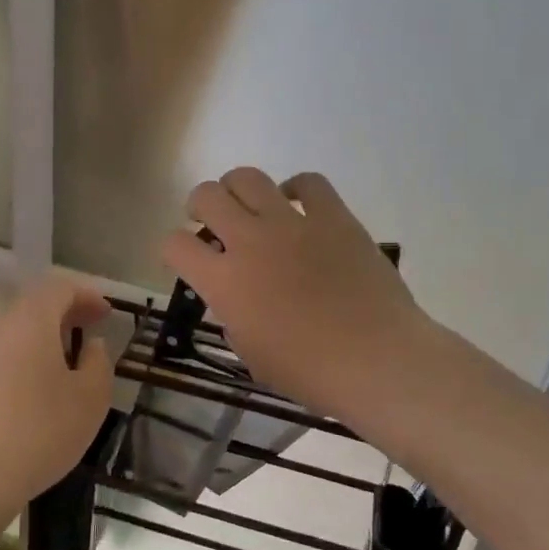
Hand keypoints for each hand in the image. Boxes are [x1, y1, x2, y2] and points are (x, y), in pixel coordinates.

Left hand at [0, 274, 113, 516]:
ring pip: (15, 333)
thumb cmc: (43, 430)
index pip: (59, 288)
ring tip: (67, 364)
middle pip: (33, 307)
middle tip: (90, 331)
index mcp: (31, 322)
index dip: (86, 296)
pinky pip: (0, 358)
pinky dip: (23, 361)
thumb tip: (90, 345)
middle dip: (65, 314)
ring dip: (43, 339)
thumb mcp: (91, 397)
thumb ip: (98, 361)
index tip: (106, 314)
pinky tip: (36, 392)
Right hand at [162, 169, 429, 418]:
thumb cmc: (309, 372)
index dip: (173, 249)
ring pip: (248, 177)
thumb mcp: (251, 354)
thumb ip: (233, 316)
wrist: (375, 360)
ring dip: (239, 189)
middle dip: (200, 206)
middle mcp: (250, 241)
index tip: (187, 258)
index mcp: (224, 281)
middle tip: (213, 223)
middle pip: (206, 195)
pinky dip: (297, 188)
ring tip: (250, 207)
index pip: (175, 245)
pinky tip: (298, 205)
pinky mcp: (334, 216)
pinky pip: (309, 182)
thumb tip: (237, 296)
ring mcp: (293, 223)